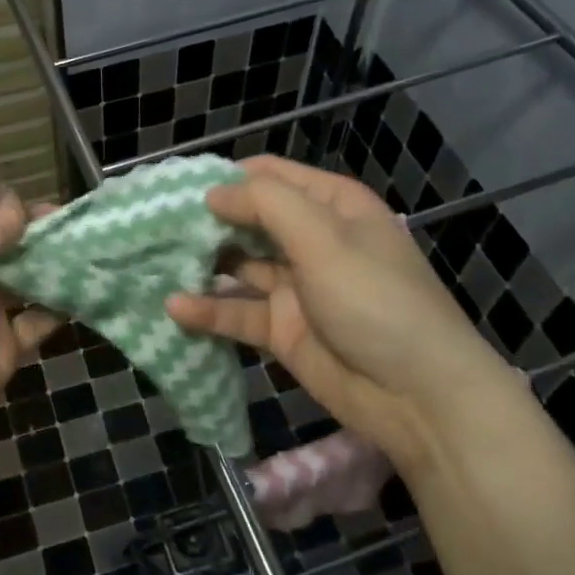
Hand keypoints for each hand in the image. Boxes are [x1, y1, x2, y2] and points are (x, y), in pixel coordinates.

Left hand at [0, 127, 60, 492]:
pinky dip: (63, 307)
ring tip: (89, 253)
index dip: (4, 210)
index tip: (4, 237)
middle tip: (61, 236)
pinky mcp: (6, 348)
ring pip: (29, 273)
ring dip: (56, 261)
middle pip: (11, 235)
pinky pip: (40, 320)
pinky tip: (88, 295)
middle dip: (37, 229)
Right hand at [166, 156, 515, 456]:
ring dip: (204, 265)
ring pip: (240, 267)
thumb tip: (214, 192)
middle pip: (251, 221)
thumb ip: (266, 205)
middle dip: (208, 221)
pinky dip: (210, 311)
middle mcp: (313, 241)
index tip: (179, 185)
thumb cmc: (376, 301)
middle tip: (155, 225)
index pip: (272, 177)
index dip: (228, 177)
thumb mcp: (325, 240)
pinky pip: (240, 313)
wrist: (419, 398)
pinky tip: (175, 309)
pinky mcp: (284, 330)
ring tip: (156, 262)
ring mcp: (297, 288)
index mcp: (333, 207)